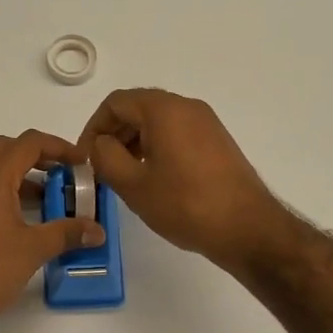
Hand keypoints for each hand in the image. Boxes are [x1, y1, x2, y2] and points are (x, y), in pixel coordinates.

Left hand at [0, 131, 106, 332]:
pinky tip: (20, 221)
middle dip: (36, 156)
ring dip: (19, 176)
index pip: (28, 143)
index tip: (81, 163)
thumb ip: (67, 233)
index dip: (59, 147)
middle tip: (61, 174)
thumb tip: (96, 230)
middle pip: (5, 148)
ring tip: (47, 200)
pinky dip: (3, 192)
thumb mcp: (33, 250)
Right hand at [77, 89, 286, 271]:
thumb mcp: (132, 184)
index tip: (85, 158)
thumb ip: (105, 156)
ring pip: (158, 121)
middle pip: (137, 108)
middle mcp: (187, 106)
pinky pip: (177, 133)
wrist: (248, 228)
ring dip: (134, 142)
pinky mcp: (217, 141)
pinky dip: (157, 147)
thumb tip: (100, 144)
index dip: (93, 127)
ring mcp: (206, 123)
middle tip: (101, 167)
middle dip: (114, 134)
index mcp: (164, 109)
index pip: (115, 103)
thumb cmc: (185, 204)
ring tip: (124, 175)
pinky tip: (153, 178)